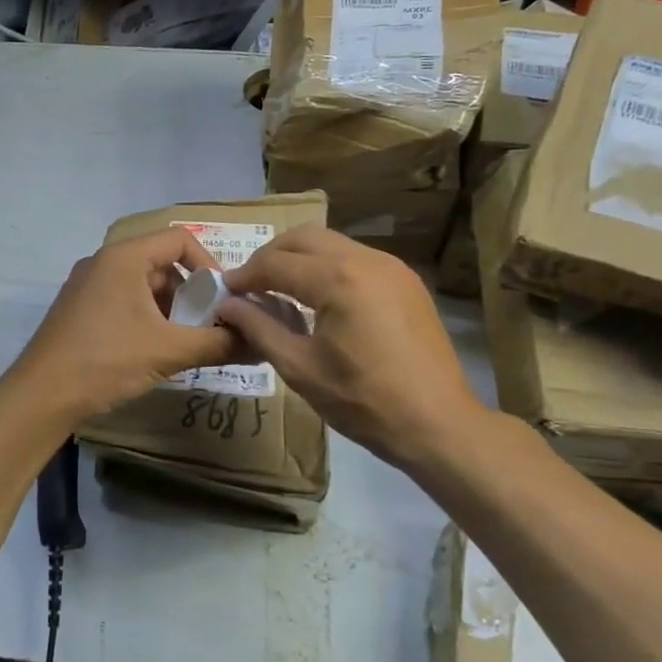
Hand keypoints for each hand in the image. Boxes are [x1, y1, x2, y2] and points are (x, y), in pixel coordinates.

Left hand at [5, 227, 241, 424]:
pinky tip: (155, 351)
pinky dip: (147, 319)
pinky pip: (124, 301)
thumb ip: (218, 343)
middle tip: (209, 327)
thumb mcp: (168, 351)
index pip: (179, 239)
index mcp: (124, 257)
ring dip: (171, 310)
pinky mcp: (79, 309)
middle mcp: (104, 262)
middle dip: (191, 294)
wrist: (40, 396)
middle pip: (162, 263)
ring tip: (185, 343)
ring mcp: (87, 286)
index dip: (209, 265)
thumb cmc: (106, 361)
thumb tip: (260, 343)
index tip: (224, 300)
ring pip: (143, 286)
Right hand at [217, 226, 486, 470]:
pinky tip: (319, 297)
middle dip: (270, 256)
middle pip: (303, 238)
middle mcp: (365, 259)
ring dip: (299, 258)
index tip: (223, 291)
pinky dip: (327, 266)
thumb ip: (259, 329)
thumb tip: (227, 305)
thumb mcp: (300, 368)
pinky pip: (355, 257)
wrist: (438, 423)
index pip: (276, 263)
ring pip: (331, 243)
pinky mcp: (406, 280)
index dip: (244, 275)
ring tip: (279, 289)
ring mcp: (391, 266)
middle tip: (249, 285)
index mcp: (337, 280)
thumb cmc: (364, 401)